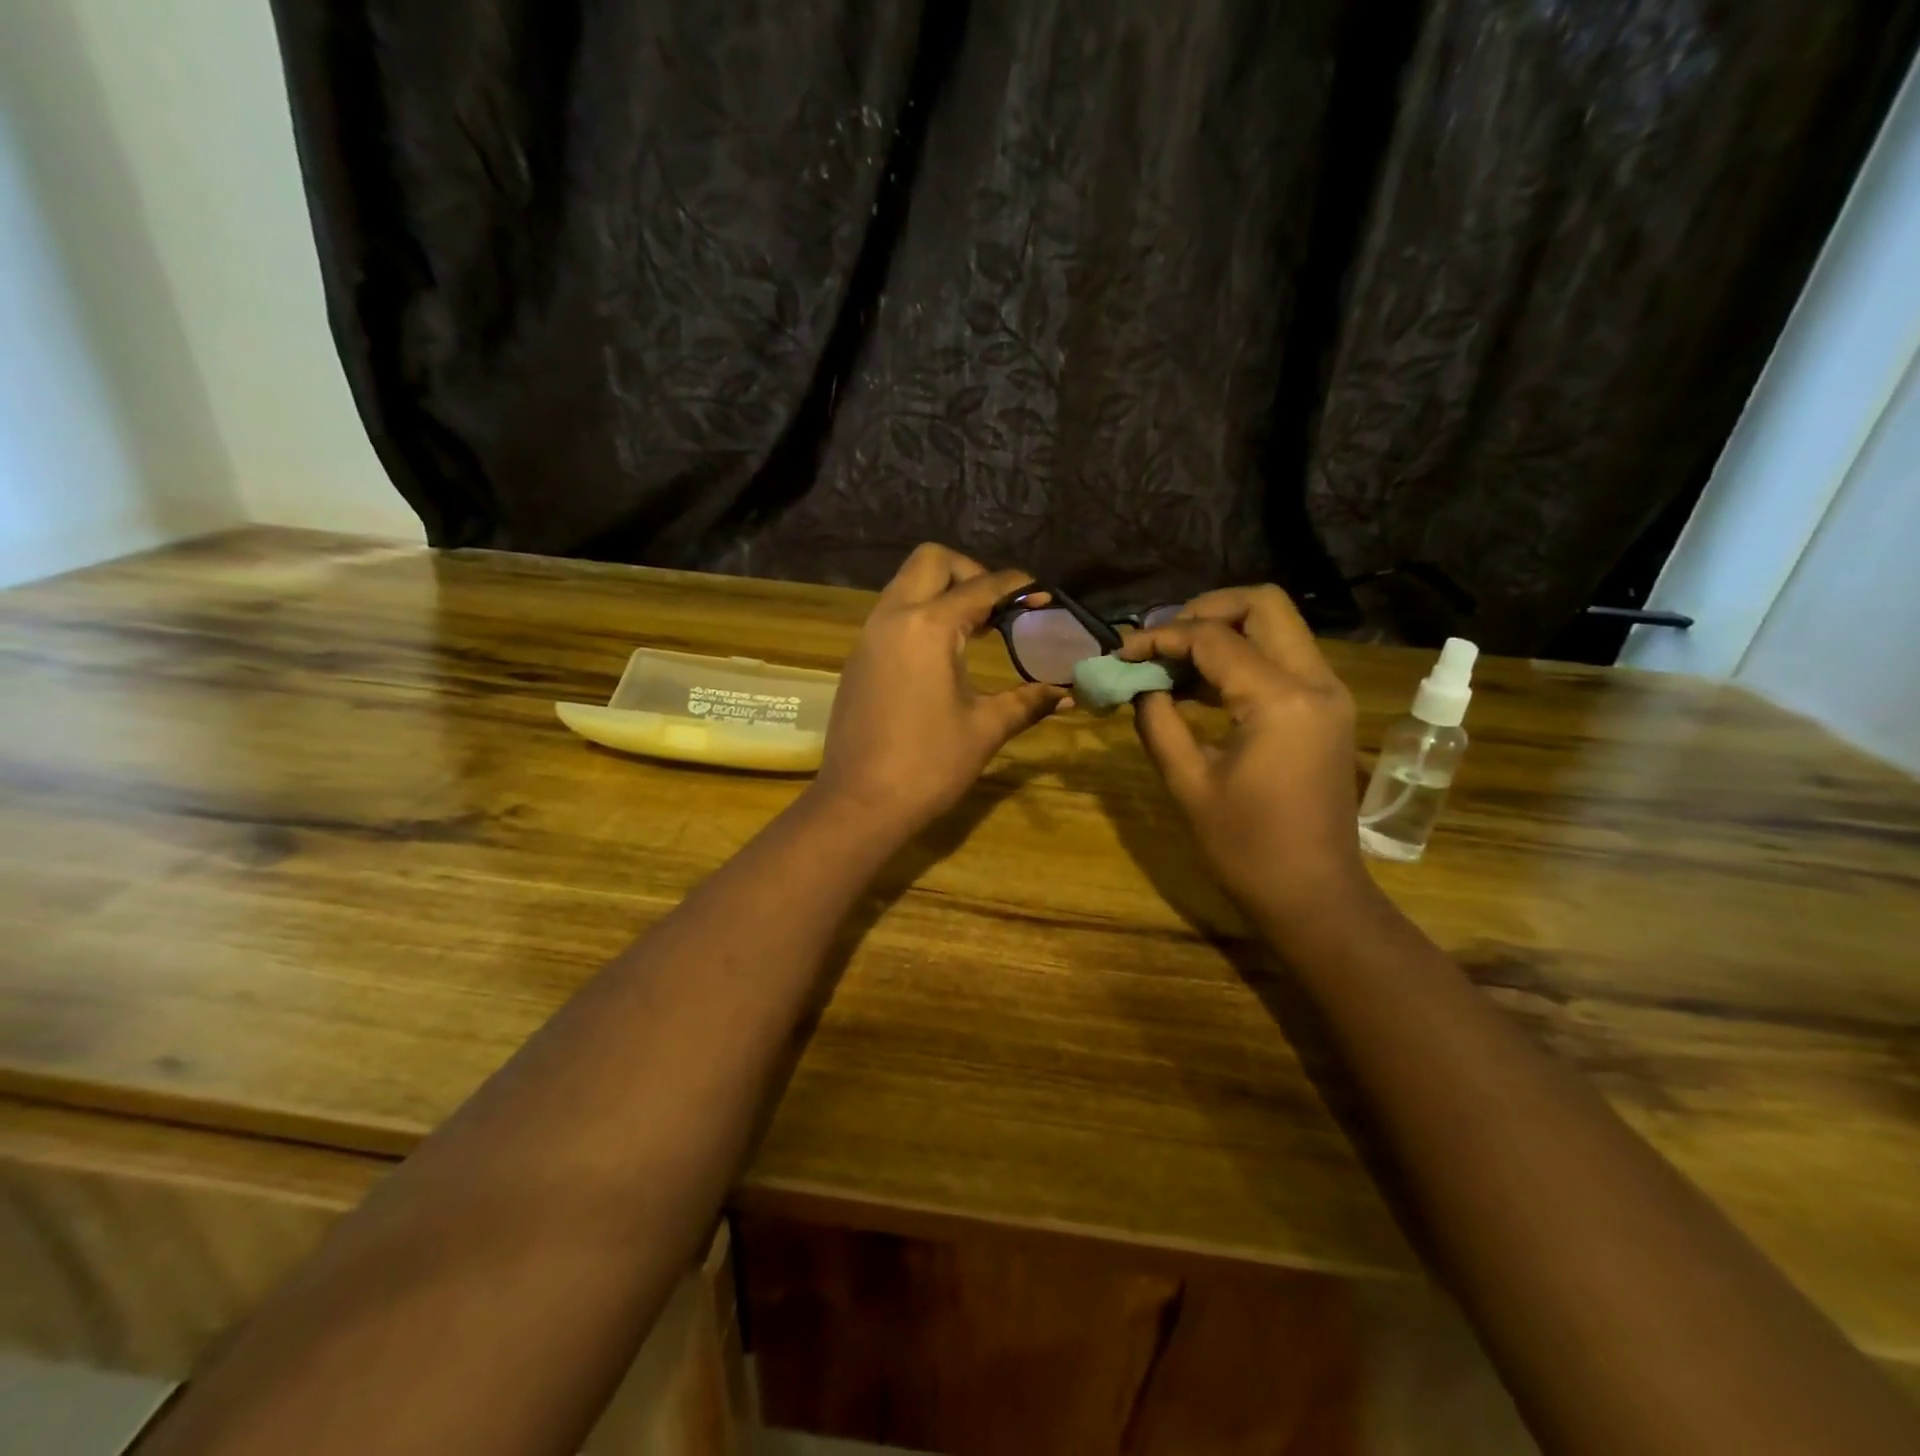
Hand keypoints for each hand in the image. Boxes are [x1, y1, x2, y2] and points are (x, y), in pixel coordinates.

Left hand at [811, 544, 1064, 836]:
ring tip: (975, 629)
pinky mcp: (858, 658)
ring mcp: (869, 636)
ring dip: (941, 592)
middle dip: (970, 572)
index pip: (980, 586)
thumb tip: (1066, 696)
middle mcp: (893, 617)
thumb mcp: (985, 729)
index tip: (1043, 599)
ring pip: (905, 584)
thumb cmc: (929, 765)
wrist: (860, 804)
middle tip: (996, 609)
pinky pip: (891, 614)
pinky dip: (919, 615)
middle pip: (931, 561)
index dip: (1017, 588)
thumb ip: (1027, 702)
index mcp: (929, 627)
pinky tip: (942, 655)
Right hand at [1120, 586, 1374, 935]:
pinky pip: (1282, 659)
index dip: (1161, 637)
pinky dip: (1242, 658)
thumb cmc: (1246, 848)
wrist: (1314, 895)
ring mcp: (1327, 694)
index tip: (1122, 653)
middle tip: (1161, 641)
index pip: (1213, 638)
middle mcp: (1314, 682)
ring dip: (1223, 632)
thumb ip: (1159, 721)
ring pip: (1276, 627)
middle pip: (1262, 605)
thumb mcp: (1188, 783)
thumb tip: (1140, 685)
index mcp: (1279, 700)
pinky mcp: (1325, 710)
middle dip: (1204, 611)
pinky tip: (1200, 686)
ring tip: (1172, 663)